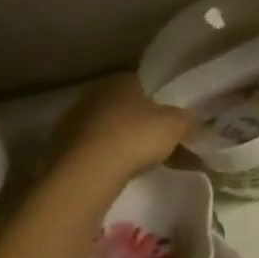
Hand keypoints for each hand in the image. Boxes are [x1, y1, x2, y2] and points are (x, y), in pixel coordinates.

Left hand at [50, 73, 196, 181]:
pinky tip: (121, 177)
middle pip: (128, 109)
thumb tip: (199, 123)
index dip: (163, 102)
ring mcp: (74, 123)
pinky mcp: (60, 151)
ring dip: (126, 145)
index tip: (175, 121)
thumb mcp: (176, 125)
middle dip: (146, 126)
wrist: (85, 175)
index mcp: (122, 80)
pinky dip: (108, 162)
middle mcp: (96, 95)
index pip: (147, 85)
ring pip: (110, 132)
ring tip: (145, 166)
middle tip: (164, 146)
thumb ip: (190, 121)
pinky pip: (94, 153)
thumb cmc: (135, 137)